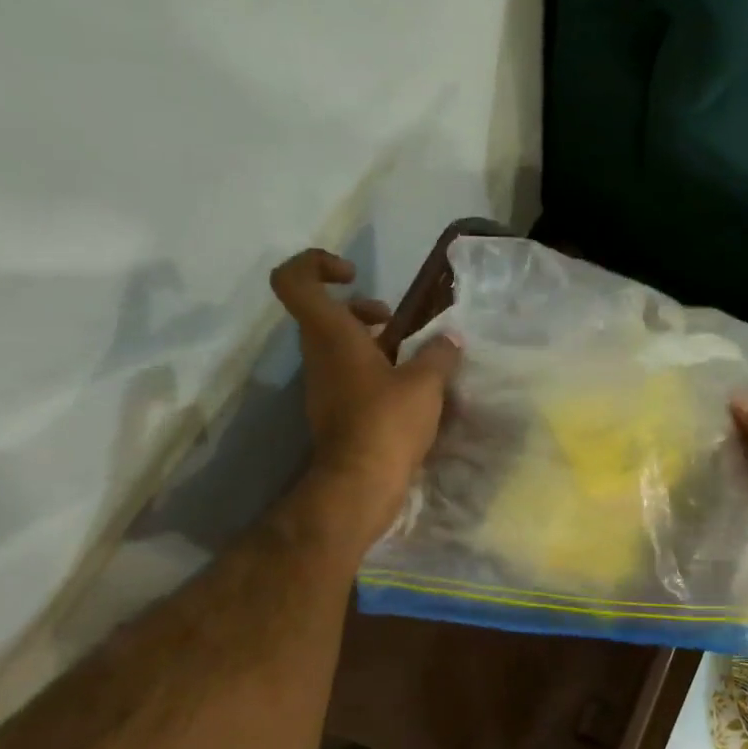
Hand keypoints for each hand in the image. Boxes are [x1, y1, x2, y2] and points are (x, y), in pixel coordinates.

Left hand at [270, 249, 460, 555]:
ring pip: (339, 347)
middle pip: (323, 313)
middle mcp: (319, 355)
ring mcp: (324, 385)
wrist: (359, 484)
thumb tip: (451, 339)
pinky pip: (350, 376)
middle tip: (392, 322)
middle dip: (359, 309)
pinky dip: (375, 372)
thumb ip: (439, 354)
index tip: (352, 274)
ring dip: (371, 343)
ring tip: (411, 358)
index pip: (295, 280)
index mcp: (331, 335)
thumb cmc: (387, 422)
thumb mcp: (425, 383)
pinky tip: (409, 391)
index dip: (316, 264)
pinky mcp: (335, 411)